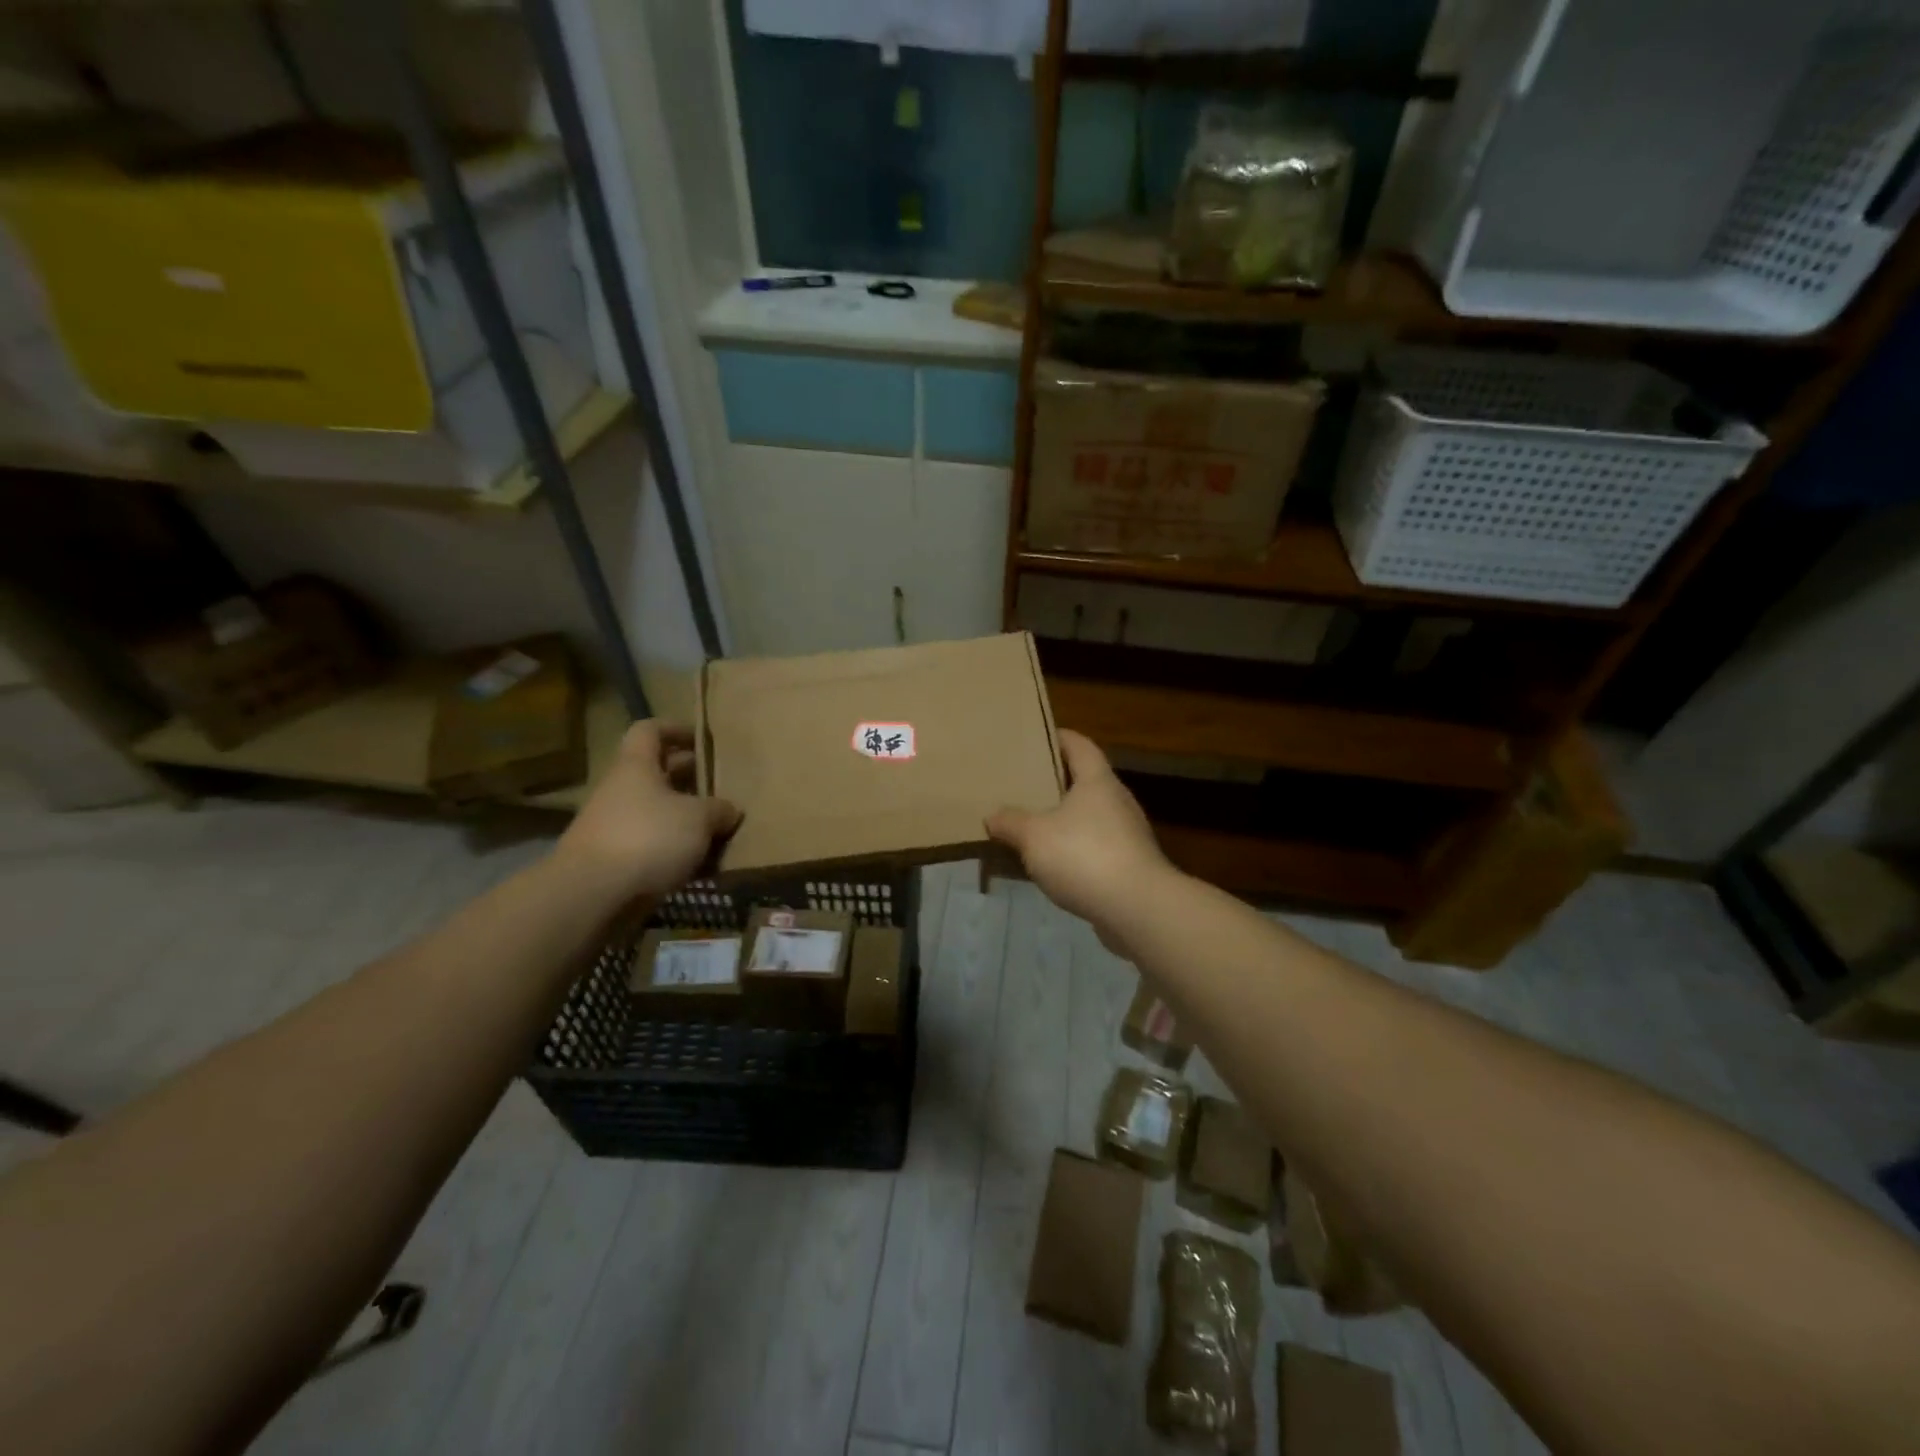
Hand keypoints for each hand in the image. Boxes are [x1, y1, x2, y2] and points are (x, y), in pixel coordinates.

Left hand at [554, 720, 741, 908]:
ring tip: (718, 831)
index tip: (701, 739)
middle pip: (656, 774)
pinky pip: (651, 847)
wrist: (592, 896)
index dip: (675, 729)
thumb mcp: (698, 818)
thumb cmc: (648, 838)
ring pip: (656, 813)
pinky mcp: (613, 863)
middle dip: (689, 779)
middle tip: (720, 788)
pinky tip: (700, 867)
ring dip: (684, 820)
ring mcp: (613, 828)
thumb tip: (730, 810)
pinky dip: (674, 853)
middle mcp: (621, 791)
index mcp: (636, 767)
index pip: (649, 731)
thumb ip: (719, 809)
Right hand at [986, 730, 1176, 949]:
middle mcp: (1117, 801)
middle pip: (1086, 781)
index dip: (1060, 737)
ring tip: (1033, 826)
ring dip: (1065, 820)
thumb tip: (993, 816)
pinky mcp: (1130, 865)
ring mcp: (1128, 834)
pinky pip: (1095, 848)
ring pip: (1090, 817)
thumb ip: (1010, 823)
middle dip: (1057, 782)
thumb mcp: (1034, 836)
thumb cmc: (1084, 856)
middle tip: (1025, 784)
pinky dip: (1074, 850)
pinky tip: (1052, 865)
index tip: (1038, 736)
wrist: (1137, 908)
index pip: (1080, 745)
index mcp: (1097, 781)